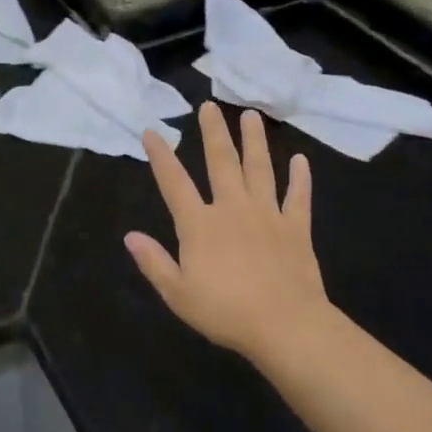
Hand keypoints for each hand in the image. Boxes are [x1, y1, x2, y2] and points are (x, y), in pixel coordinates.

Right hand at [126, 103, 338, 363]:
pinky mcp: (296, 228)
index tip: (152, 131)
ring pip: (260, 170)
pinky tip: (301, 161)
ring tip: (251, 116)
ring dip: (255, 142)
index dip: (161, 156)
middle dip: (213, 132)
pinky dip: (300, 179)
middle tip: (210, 106)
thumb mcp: (177, 294)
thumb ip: (154, 262)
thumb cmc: (225, 312)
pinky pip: (298, 197)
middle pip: (221, 163)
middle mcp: (232, 209)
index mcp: (200, 225)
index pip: (174, 183)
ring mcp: (268, 215)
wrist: (286, 326)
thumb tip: (130, 236)